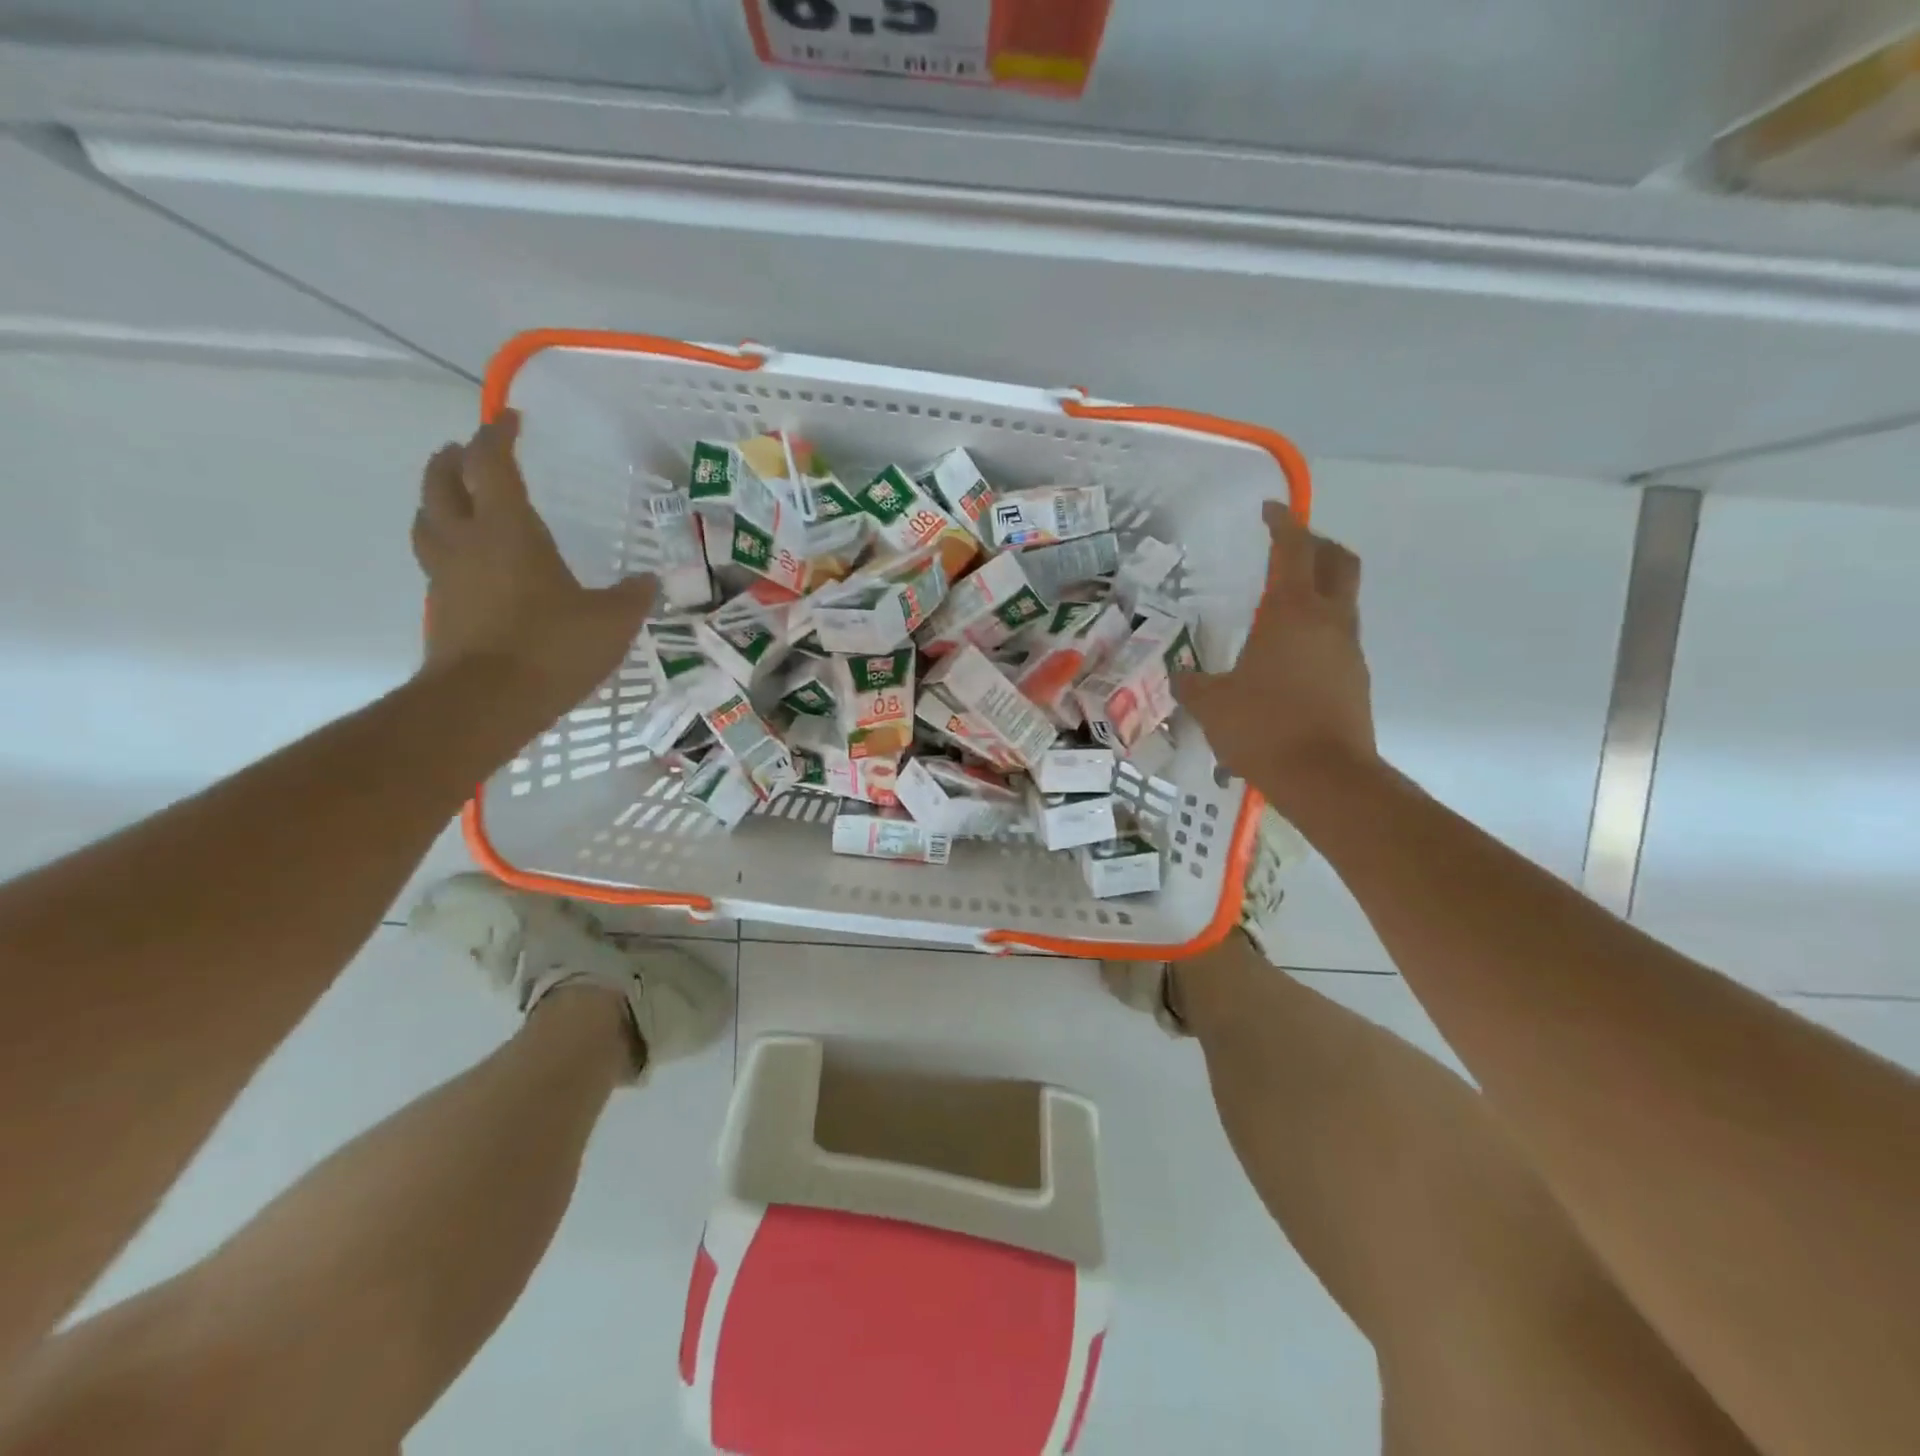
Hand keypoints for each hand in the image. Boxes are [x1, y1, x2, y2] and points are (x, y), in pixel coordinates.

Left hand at [412, 411, 654, 718]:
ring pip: (427, 519)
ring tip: (458, 500)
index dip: (498, 434)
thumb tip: (649, 581)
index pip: (491, 462)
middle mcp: (467, 540)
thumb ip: (632, 596)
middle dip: (454, 459)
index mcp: (508, 529)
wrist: (487, 702)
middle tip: (469, 452)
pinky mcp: (441, 608)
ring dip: (439, 499)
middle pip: (441, 481)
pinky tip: (473, 564)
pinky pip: (436, 559)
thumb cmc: (552, 648)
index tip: (510, 419)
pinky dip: (448, 545)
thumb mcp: (612, 621)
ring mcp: (446, 575)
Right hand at [1175, 500, 1376, 806]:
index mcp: (1292, 612)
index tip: (1269, 509)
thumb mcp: (1211, 704)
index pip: (1293, 549)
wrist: (1326, 778)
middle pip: (1338, 562)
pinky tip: (1286, 659)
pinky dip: (1317, 632)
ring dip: (1318, 592)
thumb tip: (1180, 677)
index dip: (1282, 523)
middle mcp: (1329, 621)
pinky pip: (1337, 639)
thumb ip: (1192, 684)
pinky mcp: (1355, 680)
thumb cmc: (1263, 728)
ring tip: (1279, 610)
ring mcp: (1348, 651)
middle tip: (1287, 549)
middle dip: (1315, 546)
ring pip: (1342, 602)